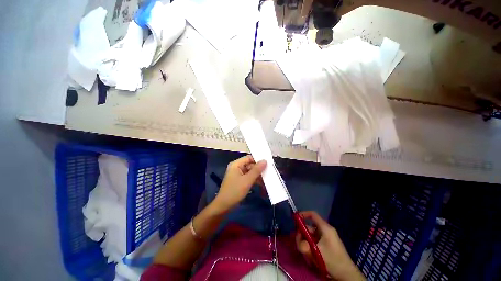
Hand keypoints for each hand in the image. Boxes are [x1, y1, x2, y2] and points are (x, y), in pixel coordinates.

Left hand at [212, 155, 266, 212]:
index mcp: (236, 164)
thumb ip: (256, 170)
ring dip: (258, 176)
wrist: (224, 206)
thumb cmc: (235, 191)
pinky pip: (249, 178)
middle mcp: (237, 168)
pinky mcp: (240, 181)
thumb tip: (265, 160)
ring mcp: (238, 175)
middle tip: (269, 173)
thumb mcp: (247, 180)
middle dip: (259, 170)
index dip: (258, 160)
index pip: (249, 158)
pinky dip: (255, 181)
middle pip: (250, 165)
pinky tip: (263, 185)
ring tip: (268, 180)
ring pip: (251, 172)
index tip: (268, 163)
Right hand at [295, 211, 364, 280]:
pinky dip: (311, 248)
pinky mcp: (326, 245)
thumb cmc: (333, 260)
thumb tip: (298, 240)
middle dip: (302, 235)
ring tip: (307, 255)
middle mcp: (325, 230)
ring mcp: (326, 238)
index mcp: (325, 228)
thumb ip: (304, 245)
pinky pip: (315, 242)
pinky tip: (311, 258)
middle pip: (309, 227)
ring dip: (306, 244)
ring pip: (311, 236)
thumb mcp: (316, 253)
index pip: (313, 214)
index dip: (303, 214)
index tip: (295, 219)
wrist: (347, 275)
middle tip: (300, 245)